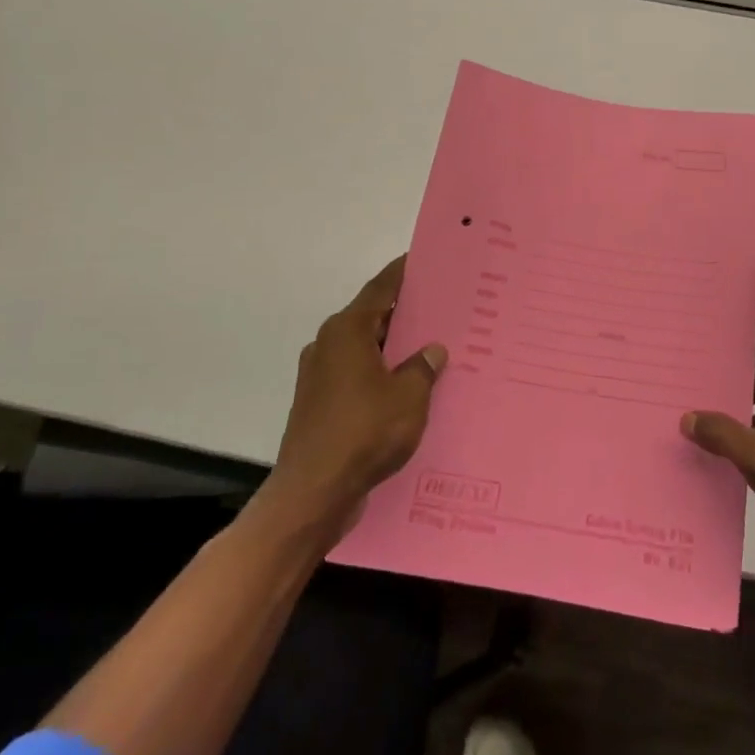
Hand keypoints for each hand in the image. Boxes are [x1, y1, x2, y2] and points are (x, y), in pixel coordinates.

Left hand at [267, 256, 446, 533]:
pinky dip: (380, 374)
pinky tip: (406, 388)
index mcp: (348, 331)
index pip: (381, 289)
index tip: (425, 260)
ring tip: (430, 349)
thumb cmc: (364, 433)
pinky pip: (357, 375)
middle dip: (405, 313)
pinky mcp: (319, 404)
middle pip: (372, 317)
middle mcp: (328, 344)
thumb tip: (431, 350)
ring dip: (393, 348)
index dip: (404, 273)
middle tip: (442, 308)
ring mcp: (320, 375)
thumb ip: (423, 367)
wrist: (313, 493)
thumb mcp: (409, 397)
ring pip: (365, 349)